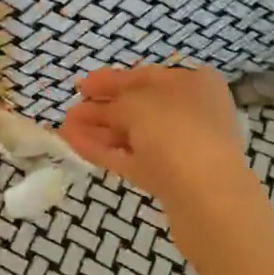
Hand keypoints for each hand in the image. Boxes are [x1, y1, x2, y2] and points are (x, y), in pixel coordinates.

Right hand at [62, 65, 250, 208]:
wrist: (208, 198)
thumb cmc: (176, 133)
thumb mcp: (138, 105)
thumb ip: (115, 104)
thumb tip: (100, 111)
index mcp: (193, 83)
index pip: (145, 76)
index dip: (110, 80)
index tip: (81, 85)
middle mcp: (191, 112)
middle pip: (138, 107)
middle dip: (102, 108)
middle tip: (70, 110)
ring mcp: (182, 148)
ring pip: (134, 135)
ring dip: (99, 130)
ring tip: (65, 128)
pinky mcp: (170, 179)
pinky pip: (133, 158)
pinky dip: (105, 150)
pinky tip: (75, 145)